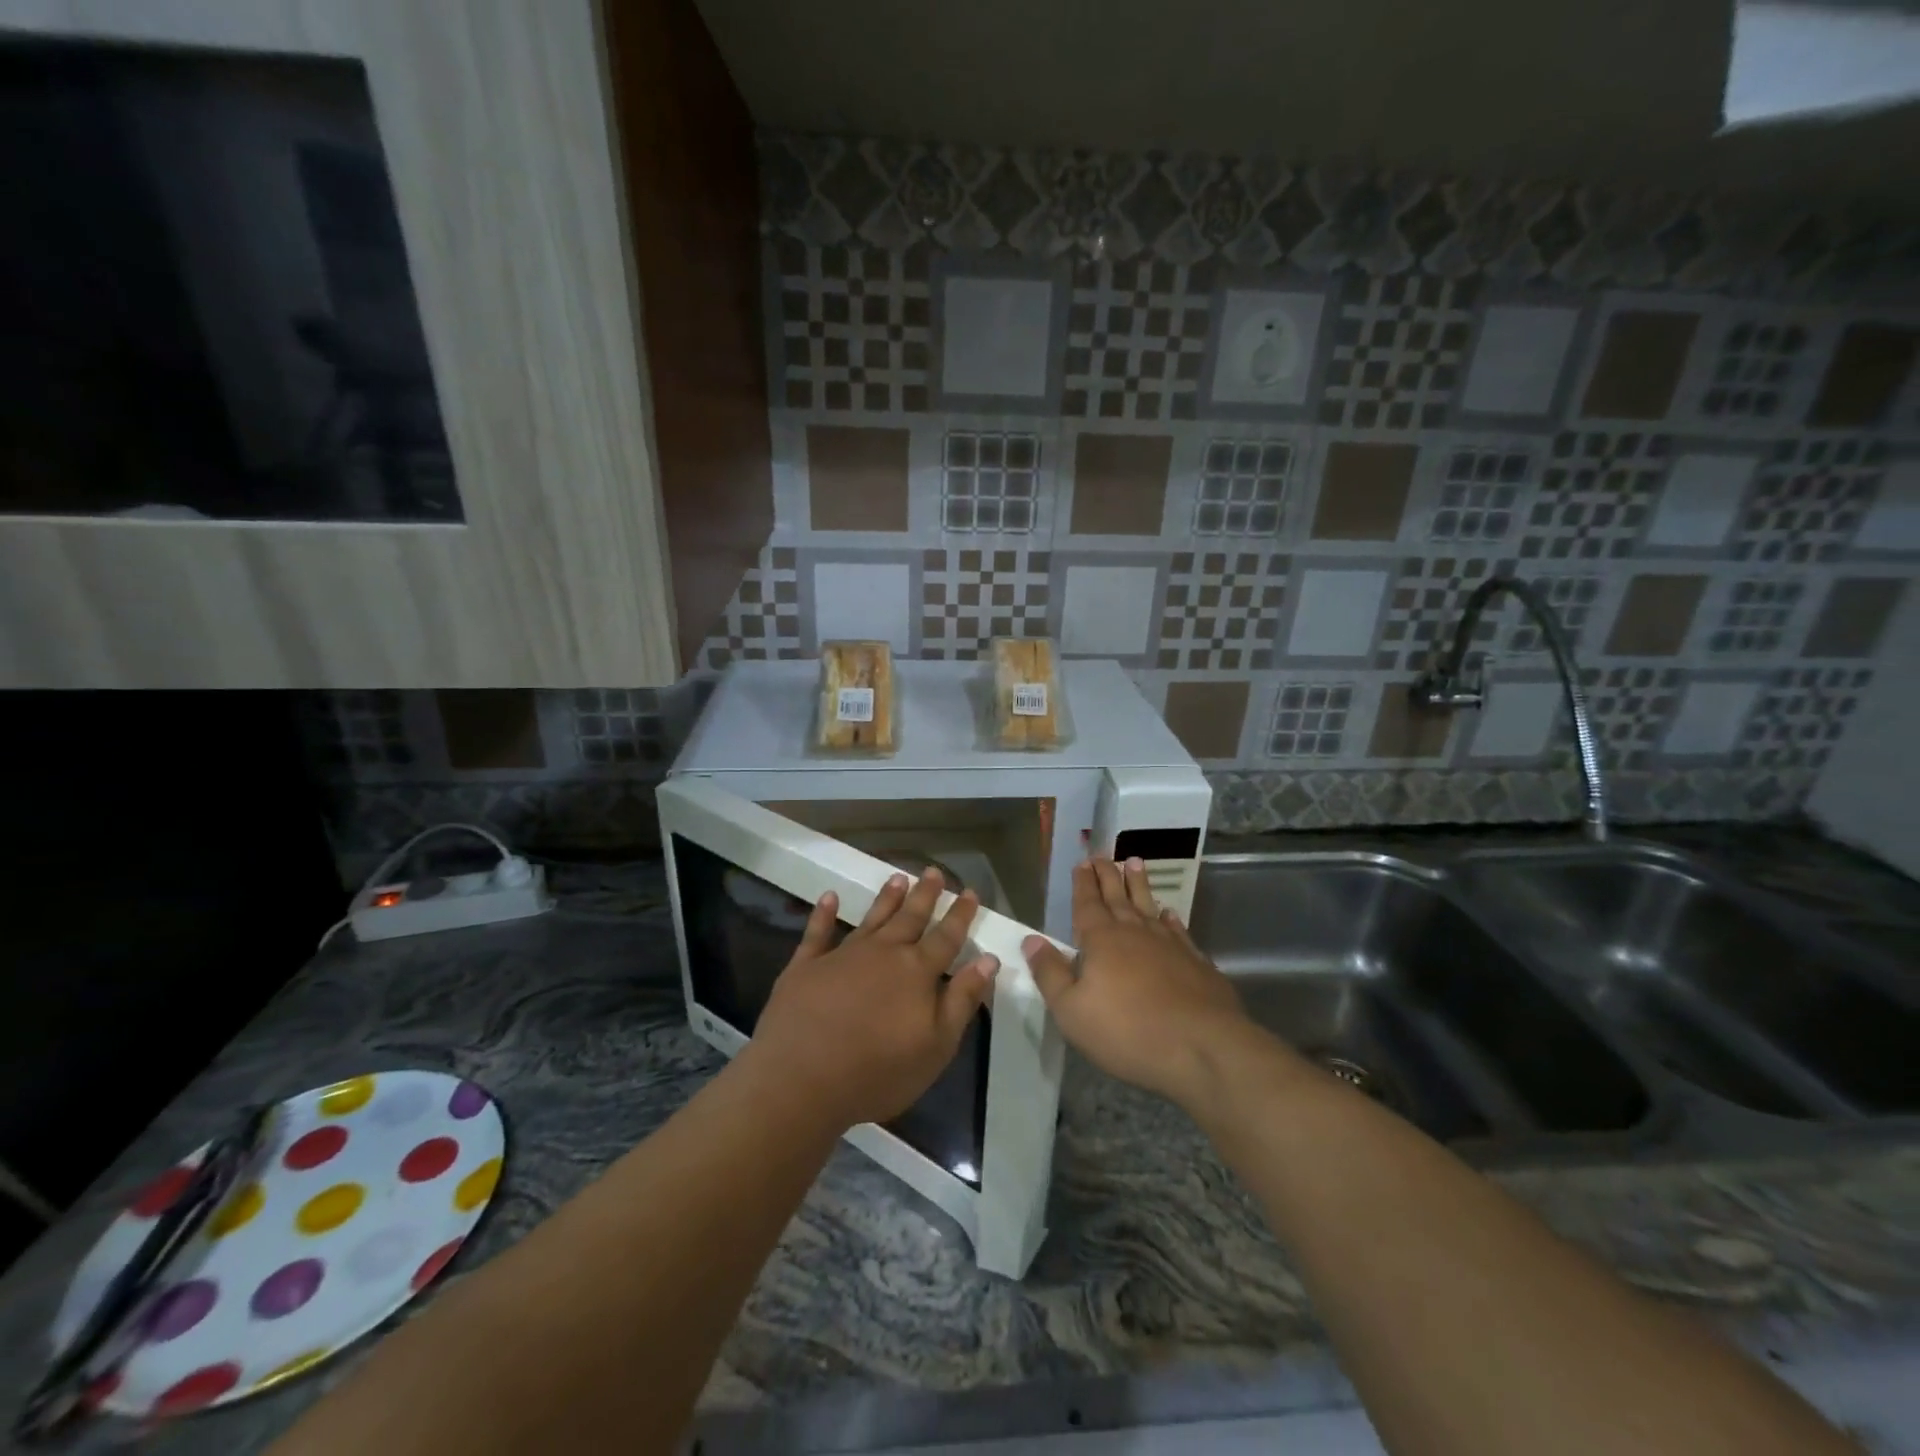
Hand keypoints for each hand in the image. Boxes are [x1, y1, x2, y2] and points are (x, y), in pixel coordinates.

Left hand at [748, 870, 997, 1130]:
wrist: (801, 1079)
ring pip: (871, 918)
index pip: (946, 937)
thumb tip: (988, 959)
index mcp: (916, 972)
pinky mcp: (806, 966)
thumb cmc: (877, 1072)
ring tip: (898, 877)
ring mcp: (842, 955)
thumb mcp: (936, 1046)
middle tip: (934, 871)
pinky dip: (824, 913)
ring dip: (886, 898)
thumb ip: (962, 1000)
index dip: (960, 914)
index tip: (970, 891)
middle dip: (925, 895)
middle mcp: (883, 953)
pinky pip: (817, 932)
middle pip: (910, 917)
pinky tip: (829, 897)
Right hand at [1023, 857, 1256, 1106]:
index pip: (1088, 903)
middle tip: (1102, 855)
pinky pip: (1178, 931)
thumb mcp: (1071, 1010)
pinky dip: (1170, 919)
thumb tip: (1031, 939)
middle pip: (1117, 896)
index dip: (1083, 883)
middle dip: (1107, 875)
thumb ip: (1050, 973)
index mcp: (1101, 940)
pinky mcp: (1195, 962)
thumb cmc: (1127, 1032)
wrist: (1202, 1047)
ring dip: (1139, 884)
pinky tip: (1168, 914)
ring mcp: (1169, 945)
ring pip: (1149, 905)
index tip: (1082, 862)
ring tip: (1135, 862)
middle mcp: (1134, 932)